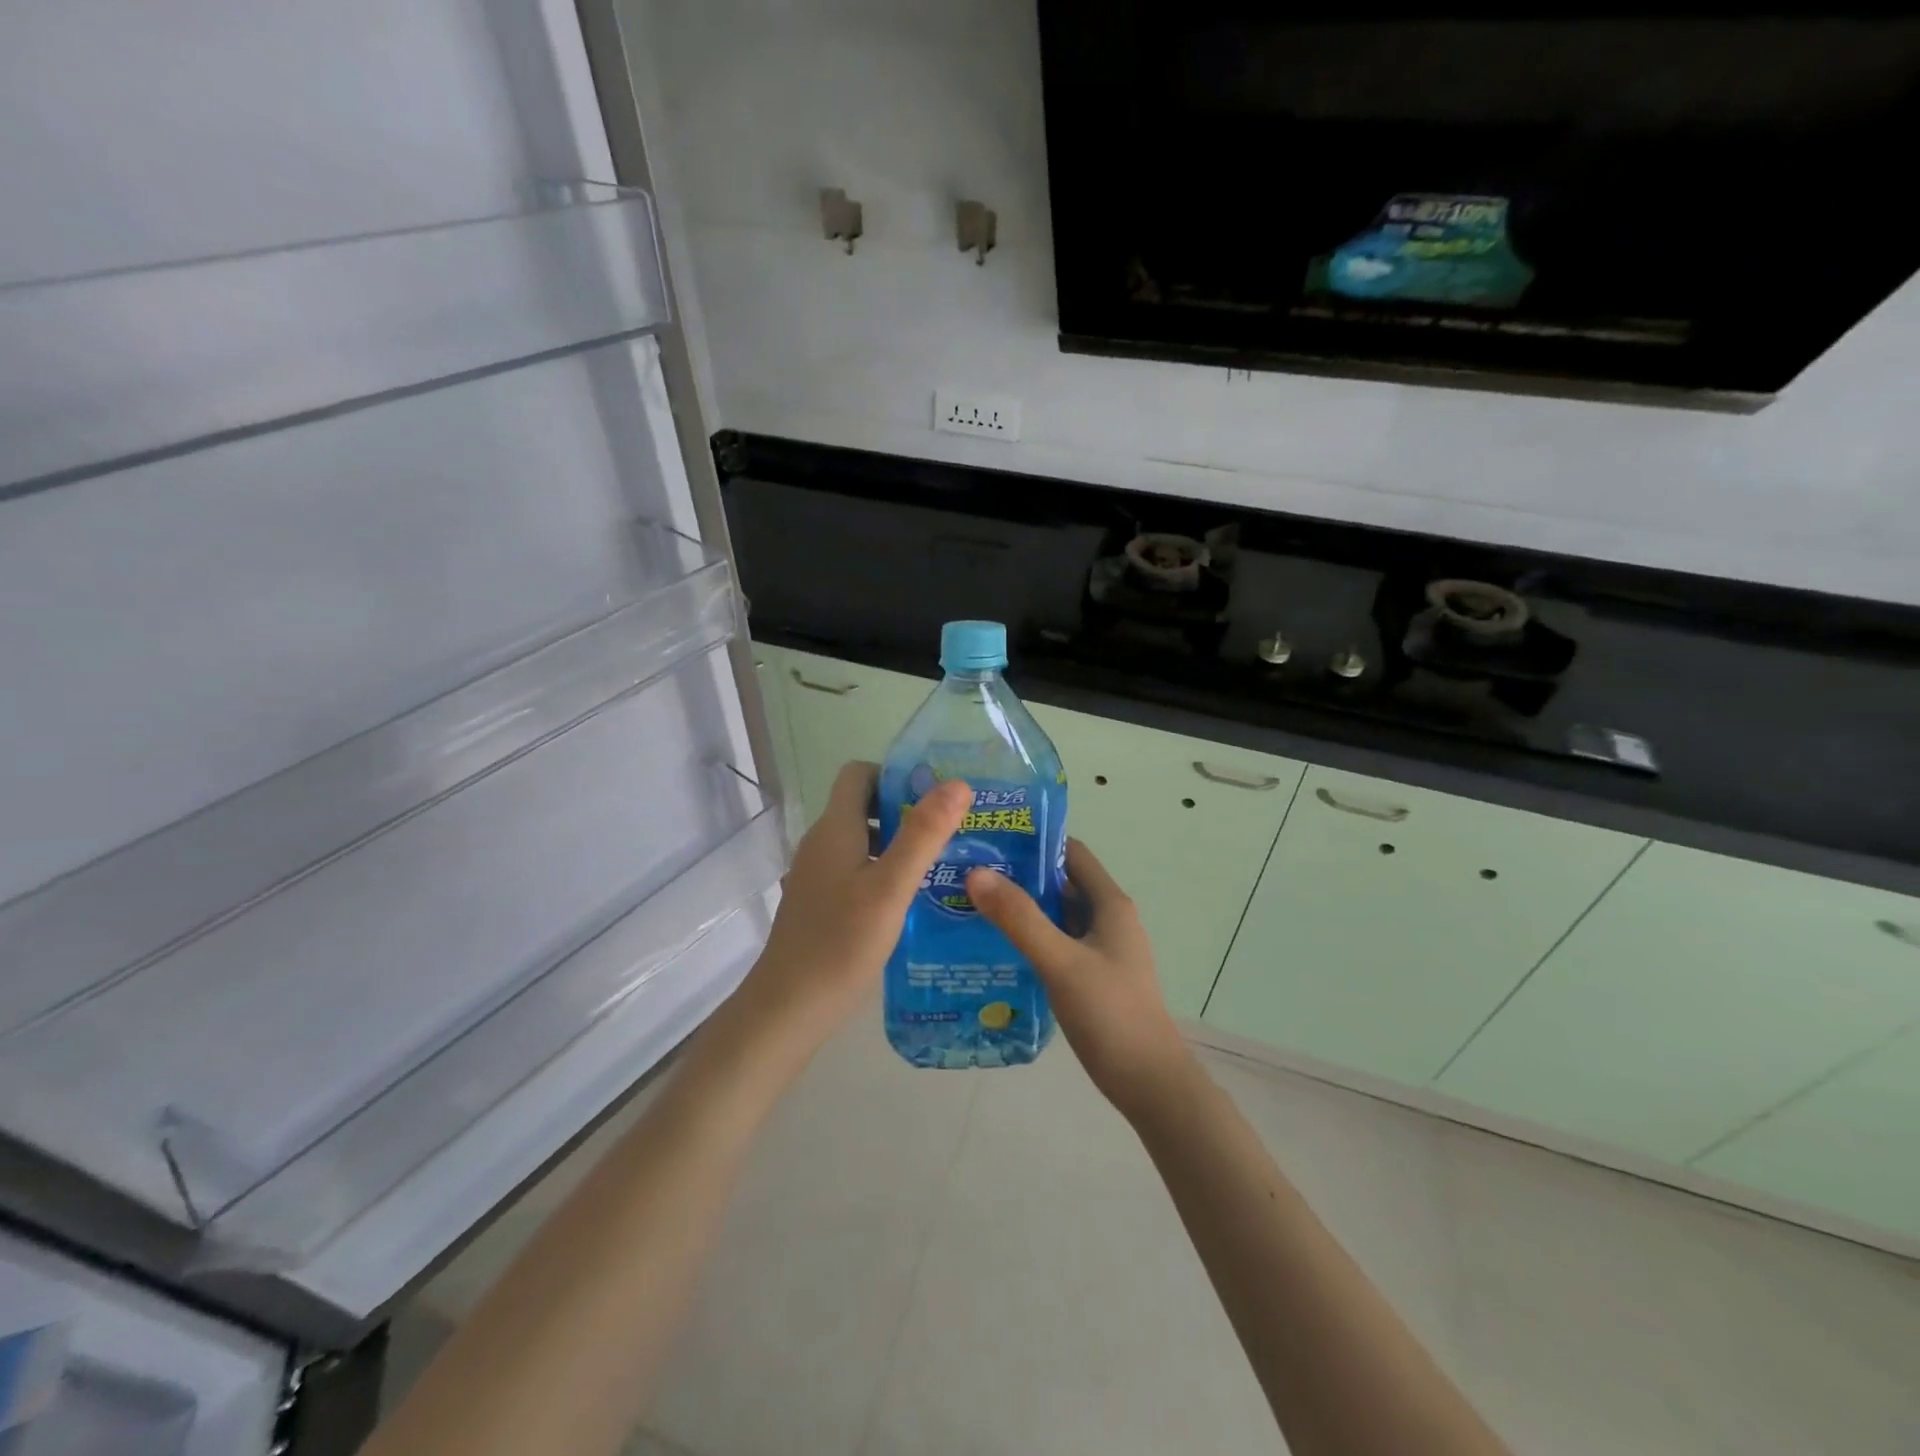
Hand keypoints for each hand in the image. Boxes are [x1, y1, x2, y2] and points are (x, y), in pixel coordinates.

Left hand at [741, 762, 971, 1052]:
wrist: (788, 1008)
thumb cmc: (841, 943)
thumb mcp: (891, 887)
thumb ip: (923, 835)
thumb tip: (957, 784)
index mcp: (835, 828)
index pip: (859, 773)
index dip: (895, 774)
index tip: (935, 796)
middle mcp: (821, 843)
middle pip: (863, 805)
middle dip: (906, 809)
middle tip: (951, 830)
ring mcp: (818, 874)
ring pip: (862, 840)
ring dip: (899, 842)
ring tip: (943, 863)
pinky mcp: (820, 902)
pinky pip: (856, 869)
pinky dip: (885, 870)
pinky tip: (913, 899)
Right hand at [966, 840, 1194, 1118]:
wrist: (1149, 1083)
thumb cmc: (1110, 1014)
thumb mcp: (1061, 962)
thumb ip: (1020, 918)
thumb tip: (976, 873)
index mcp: (1110, 903)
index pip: (1071, 852)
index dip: (1034, 841)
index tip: (990, 839)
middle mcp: (1108, 918)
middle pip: (1061, 882)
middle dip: (1019, 875)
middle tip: (969, 873)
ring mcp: (1101, 949)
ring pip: (1056, 915)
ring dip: (1022, 908)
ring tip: (972, 905)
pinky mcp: (1092, 975)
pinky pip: (1057, 943)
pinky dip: (1030, 938)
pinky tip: (996, 947)